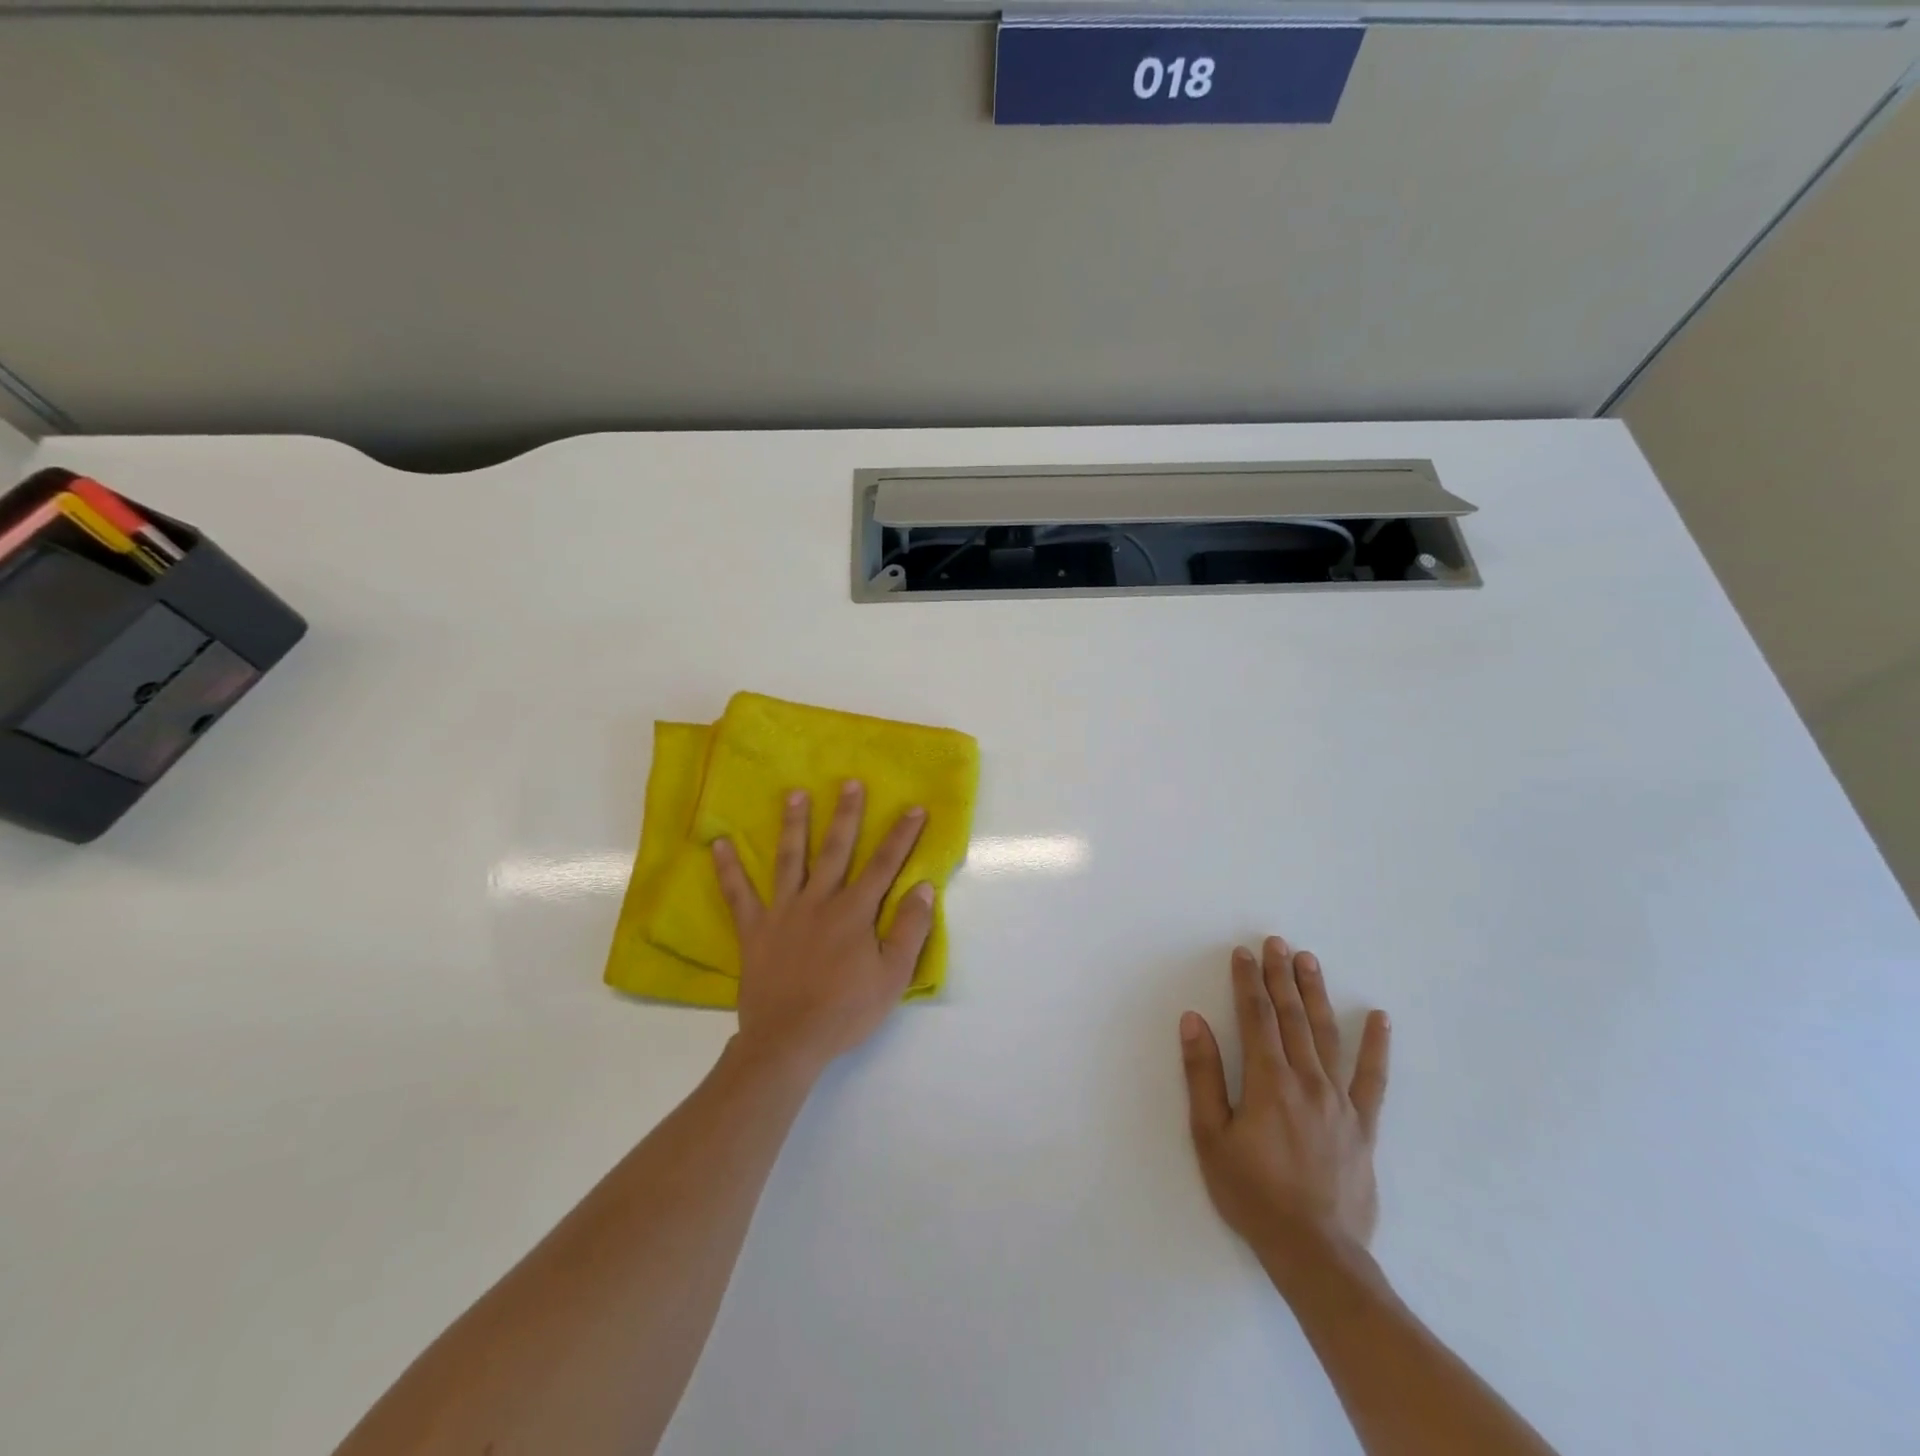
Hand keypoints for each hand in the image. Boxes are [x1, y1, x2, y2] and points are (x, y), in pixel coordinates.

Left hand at [712, 781, 934, 1080]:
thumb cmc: (846, 1010)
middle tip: (850, 783)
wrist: (789, 1041)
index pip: (884, 865)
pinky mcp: (755, 929)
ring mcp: (783, 912)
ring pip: (790, 859)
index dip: (902, 836)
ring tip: (794, 794)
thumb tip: (924, 887)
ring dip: (794, 825)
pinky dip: (728, 870)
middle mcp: (820, 901)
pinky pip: (739, 895)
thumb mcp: (893, 975)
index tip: (914, 808)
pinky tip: (719, 845)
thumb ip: (910, 929)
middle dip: (846, 815)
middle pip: (836, 850)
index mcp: (855, 912)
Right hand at [1180, 937, 1390, 1281]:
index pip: (1256, 1017)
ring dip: (1316, 994)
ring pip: (1327, 1035)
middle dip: (1281, 976)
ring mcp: (1340, 1101)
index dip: (1248, 982)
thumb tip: (1194, 1020)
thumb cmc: (1252, 1193)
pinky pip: (1373, 1079)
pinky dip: (1376, 1046)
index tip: (1244, 953)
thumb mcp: (1210, 1136)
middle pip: (1292, 1016)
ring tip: (1310, 961)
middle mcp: (1307, 1080)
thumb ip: (1203, 1075)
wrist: (1315, 1252)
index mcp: (1269, 1081)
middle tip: (1277, 942)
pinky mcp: (1363, 1125)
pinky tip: (1379, 1018)